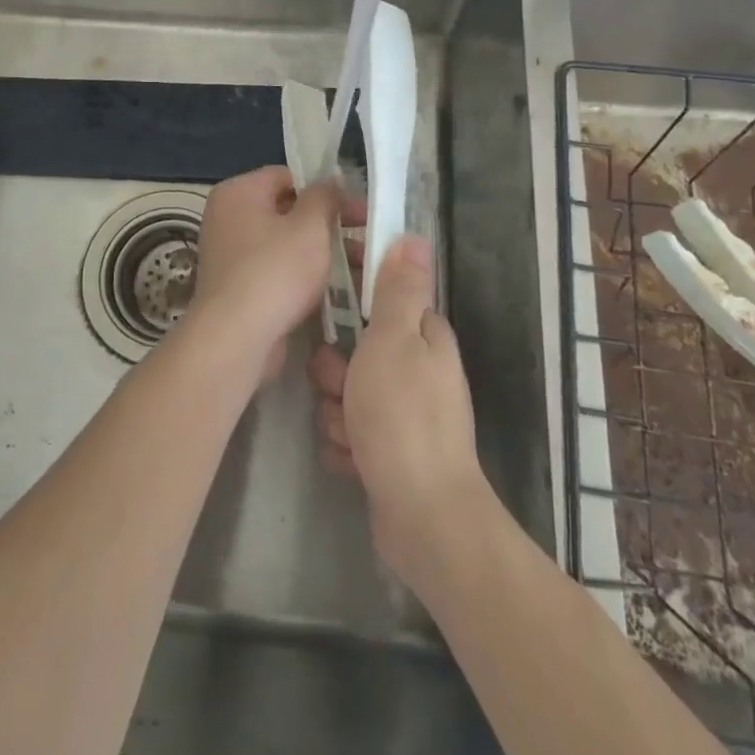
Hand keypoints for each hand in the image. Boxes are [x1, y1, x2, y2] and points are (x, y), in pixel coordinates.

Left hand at [182, 166, 348, 383]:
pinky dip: (302, 277)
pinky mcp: (237, 288)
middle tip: (365, 238)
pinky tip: (336, 290)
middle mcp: (227, 218)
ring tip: (361, 269)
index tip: (357, 208)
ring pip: (285, 244)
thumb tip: (331, 181)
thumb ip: (324, 196)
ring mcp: (229, 255)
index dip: (324, 189)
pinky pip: (276, 271)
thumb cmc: (275, 271)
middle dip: (328, 225)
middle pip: (287, 211)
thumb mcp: (310, 226)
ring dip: (322, 253)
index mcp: (238, 192)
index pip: (287, 176)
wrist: (236, 338)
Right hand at [308, 234, 492, 584]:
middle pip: (358, 351)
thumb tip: (416, 236)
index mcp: (425, 338)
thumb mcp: (395, 340)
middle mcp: (418, 372)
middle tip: (338, 384)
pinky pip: (351, 434)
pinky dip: (347, 446)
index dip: (357, 292)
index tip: (329, 293)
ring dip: (338, 412)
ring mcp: (404, 416)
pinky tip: (355, 461)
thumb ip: (399, 289)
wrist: (424, 518)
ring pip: (348, 395)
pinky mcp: (390, 454)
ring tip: (349, 431)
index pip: (386, 297)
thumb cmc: (403, 417)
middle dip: (338, 370)